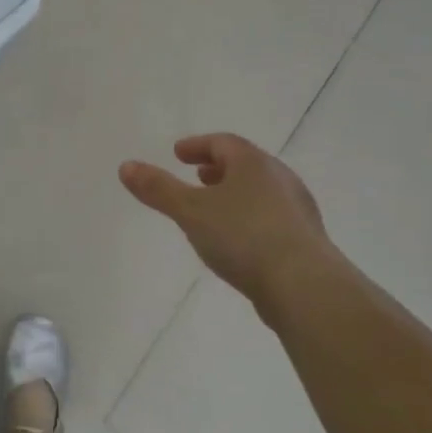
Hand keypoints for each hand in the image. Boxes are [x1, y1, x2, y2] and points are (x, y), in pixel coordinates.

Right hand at [119, 133, 331, 307]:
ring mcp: (297, 212)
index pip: (223, 143)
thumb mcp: (190, 211)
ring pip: (260, 193)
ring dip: (235, 194)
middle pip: (245, 165)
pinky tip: (237, 241)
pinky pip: (271, 218)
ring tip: (213, 209)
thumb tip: (125, 166)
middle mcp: (280, 180)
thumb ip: (158, 188)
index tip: (178, 154)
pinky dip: (249, 218)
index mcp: (254, 164)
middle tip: (197, 175)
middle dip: (218, 169)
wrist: (306, 288)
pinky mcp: (305, 242)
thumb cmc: (244, 237)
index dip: (198, 145)